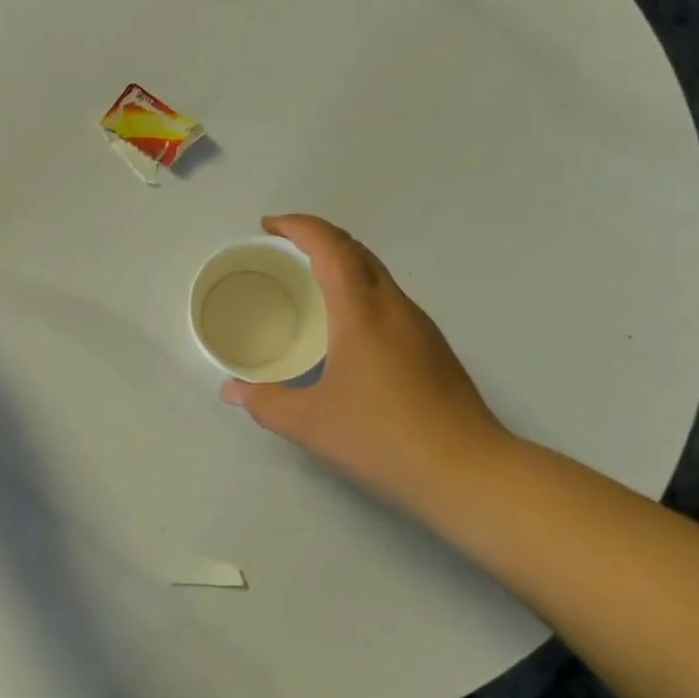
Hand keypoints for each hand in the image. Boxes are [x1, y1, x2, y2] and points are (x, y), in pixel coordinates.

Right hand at [221, 215, 515, 510]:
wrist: (467, 471)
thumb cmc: (382, 436)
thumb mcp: (309, 422)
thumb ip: (265, 401)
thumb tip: (232, 390)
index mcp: (362, 311)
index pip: (330, 246)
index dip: (298, 226)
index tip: (268, 227)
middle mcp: (394, 307)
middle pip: (357, 251)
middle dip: (318, 238)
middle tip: (282, 250)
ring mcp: (420, 326)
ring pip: (377, 275)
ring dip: (341, 265)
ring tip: (308, 284)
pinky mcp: (433, 348)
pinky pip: (388, 301)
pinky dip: (359, 293)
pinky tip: (345, 329)